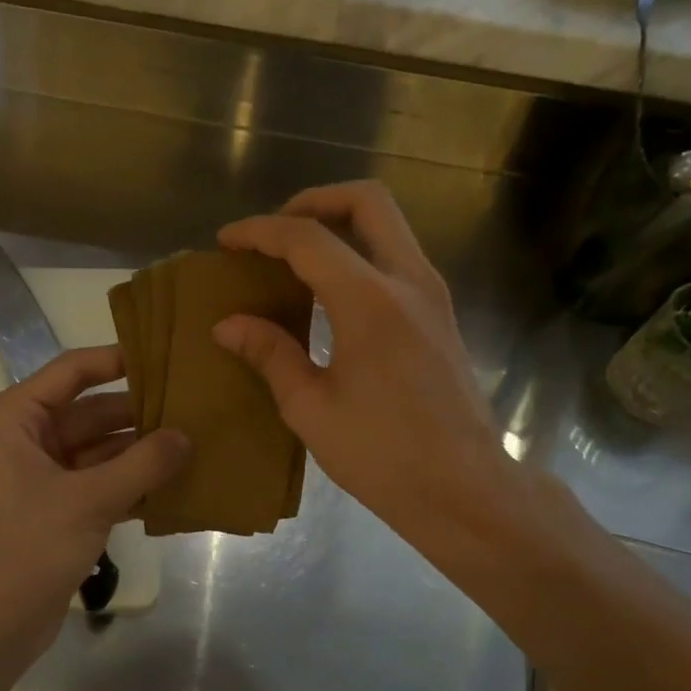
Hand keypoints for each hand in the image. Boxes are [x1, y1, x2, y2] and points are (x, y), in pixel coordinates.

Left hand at [0, 346, 188, 652]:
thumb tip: (188, 436)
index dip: (117, 360)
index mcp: (16, 419)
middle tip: (195, 408)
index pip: (72, 371)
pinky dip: (132, 484)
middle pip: (92, 412)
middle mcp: (26, 439)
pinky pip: (101, 483)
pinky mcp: (57, 509)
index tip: (165, 357)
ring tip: (196, 444)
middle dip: (140, 414)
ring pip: (100, 450)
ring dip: (142, 452)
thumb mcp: (89, 500)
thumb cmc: (26, 548)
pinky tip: (176, 487)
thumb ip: (143, 464)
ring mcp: (42, 476)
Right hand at [214, 181, 510, 541]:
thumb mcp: (311, 408)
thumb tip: (228, 324)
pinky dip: (362, 255)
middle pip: (368, 202)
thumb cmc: (383, 455)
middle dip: (315, 201)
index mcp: (370, 301)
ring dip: (342, 226)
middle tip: (277, 232)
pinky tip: (331, 296)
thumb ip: (270, 354)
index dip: (261, 232)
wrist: (464, 488)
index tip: (226, 242)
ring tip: (297, 261)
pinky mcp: (441, 316)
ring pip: (389, 227)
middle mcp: (409, 281)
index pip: (308, 238)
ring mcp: (433, 296)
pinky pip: (398, 259)